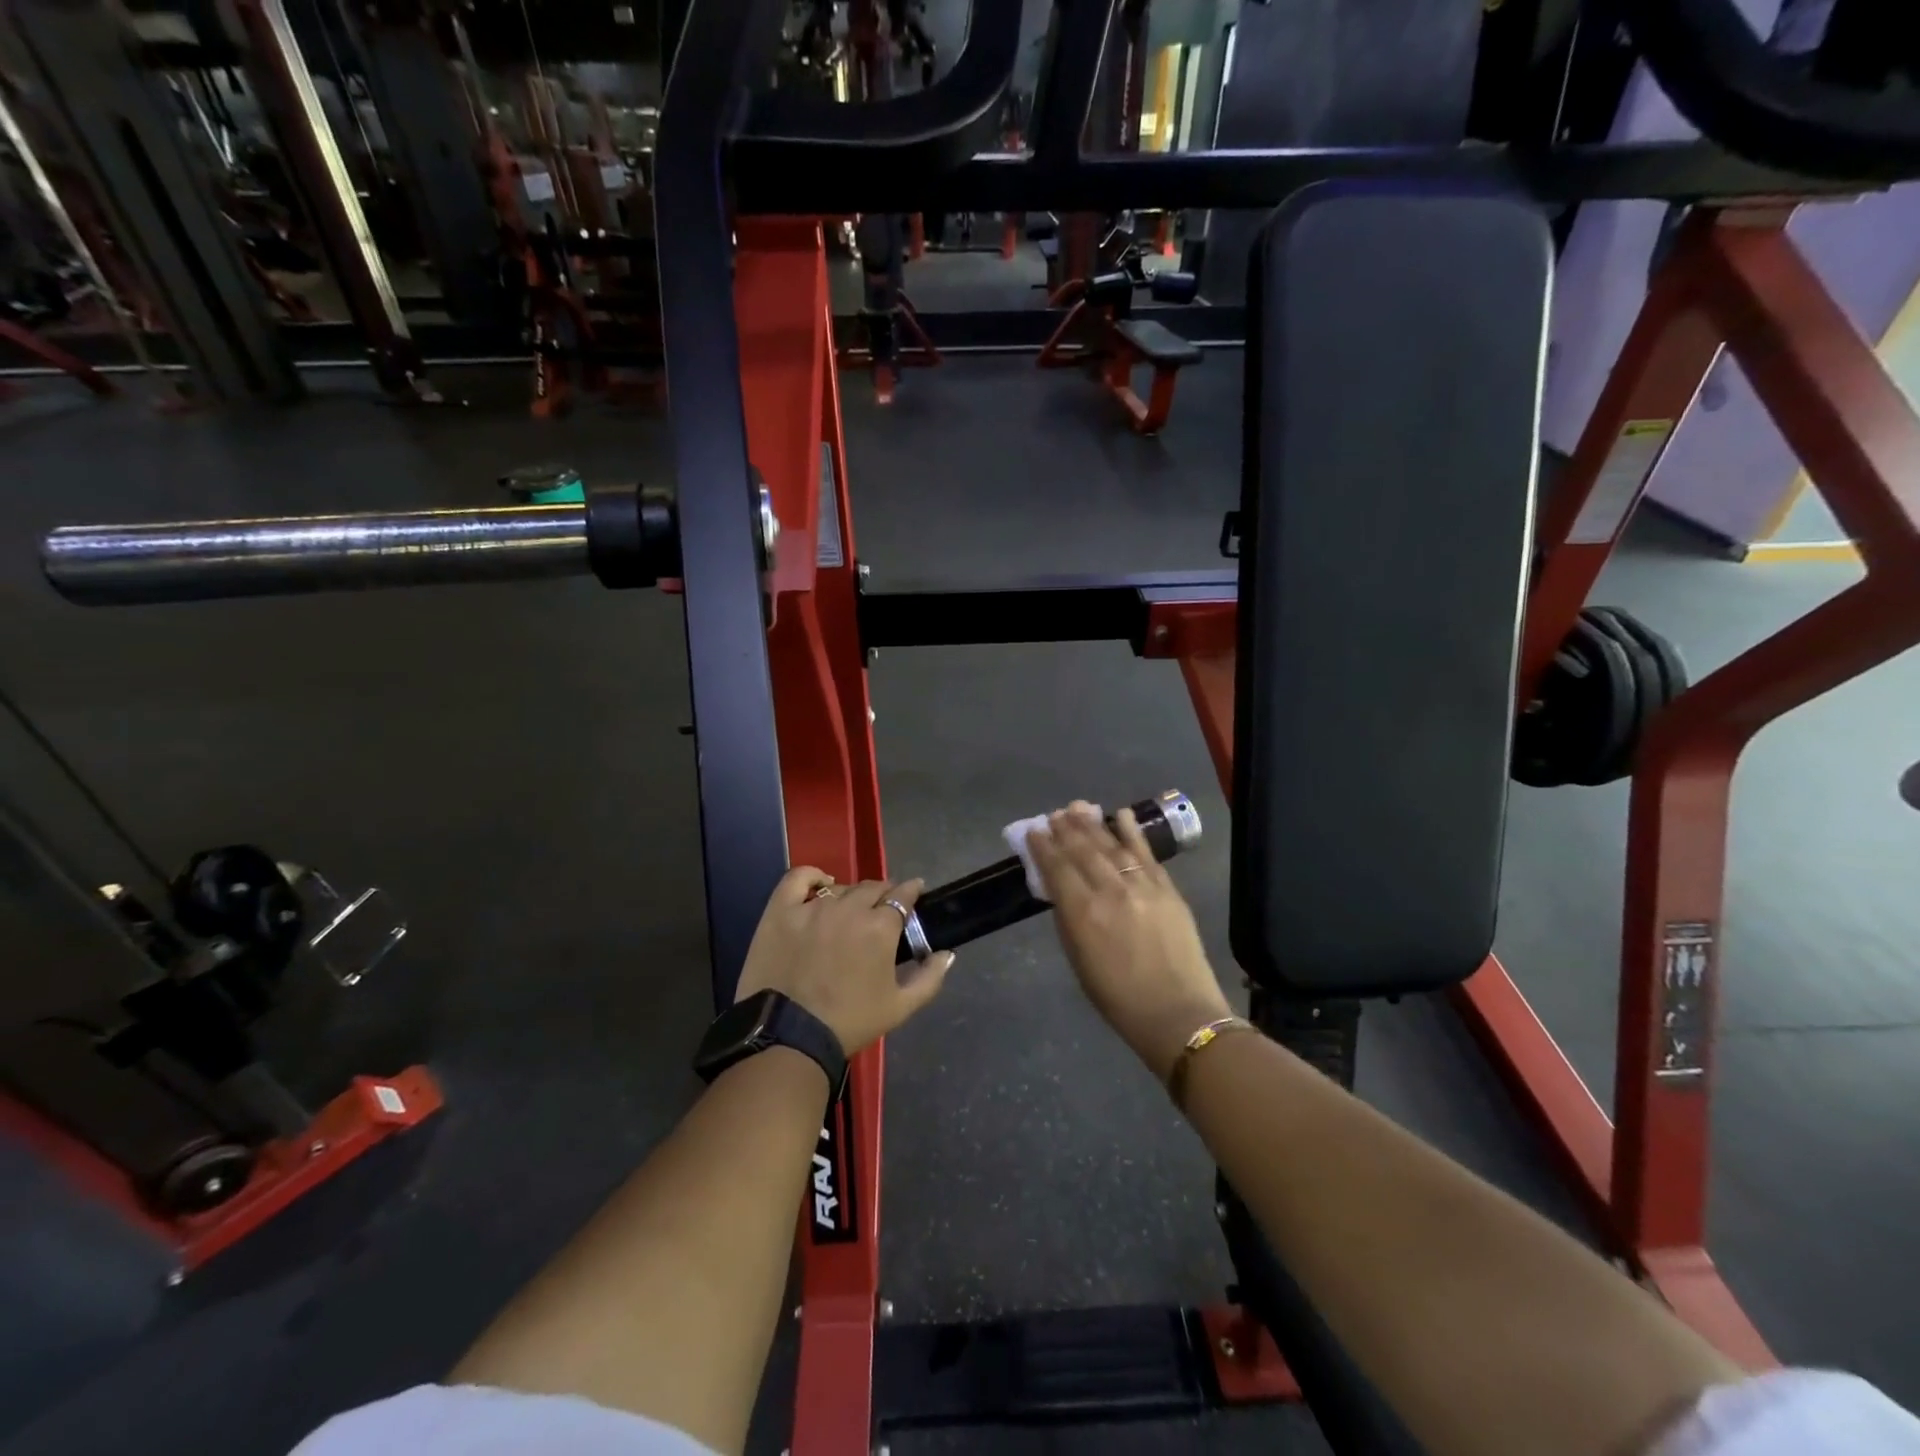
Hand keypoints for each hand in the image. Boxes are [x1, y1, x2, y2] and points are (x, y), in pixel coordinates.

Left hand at [734, 869, 954, 1056]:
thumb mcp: (900, 1007)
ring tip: (850, 910)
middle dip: (883, 894)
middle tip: (882, 909)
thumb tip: (947, 954)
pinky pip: (798, 879)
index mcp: (880, 927)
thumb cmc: (850, 1022)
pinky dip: (812, 877)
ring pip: (840, 888)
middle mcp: (849, 908)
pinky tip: (819, 884)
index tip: (914, 893)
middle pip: (872, 888)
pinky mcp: (781, 911)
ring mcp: (812, 907)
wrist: (789, 1037)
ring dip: (851, 895)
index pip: (902, 895)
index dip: (910, 892)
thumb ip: (930, 977)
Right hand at [1027, 802, 1232, 1081]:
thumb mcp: (1079, 960)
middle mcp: (1110, 891)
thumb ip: (1068, 919)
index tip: (1034, 831)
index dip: (1043, 847)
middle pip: (1083, 850)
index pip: (1057, 868)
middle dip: (1066, 829)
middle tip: (1055, 814)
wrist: (1178, 1013)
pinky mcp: (1167, 888)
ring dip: (1093, 824)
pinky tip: (1121, 814)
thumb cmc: (1118, 998)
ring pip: (1112, 846)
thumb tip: (1060, 889)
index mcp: (1082, 913)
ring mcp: (1142, 886)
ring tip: (1078, 807)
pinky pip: (1145, 853)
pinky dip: (1132, 831)